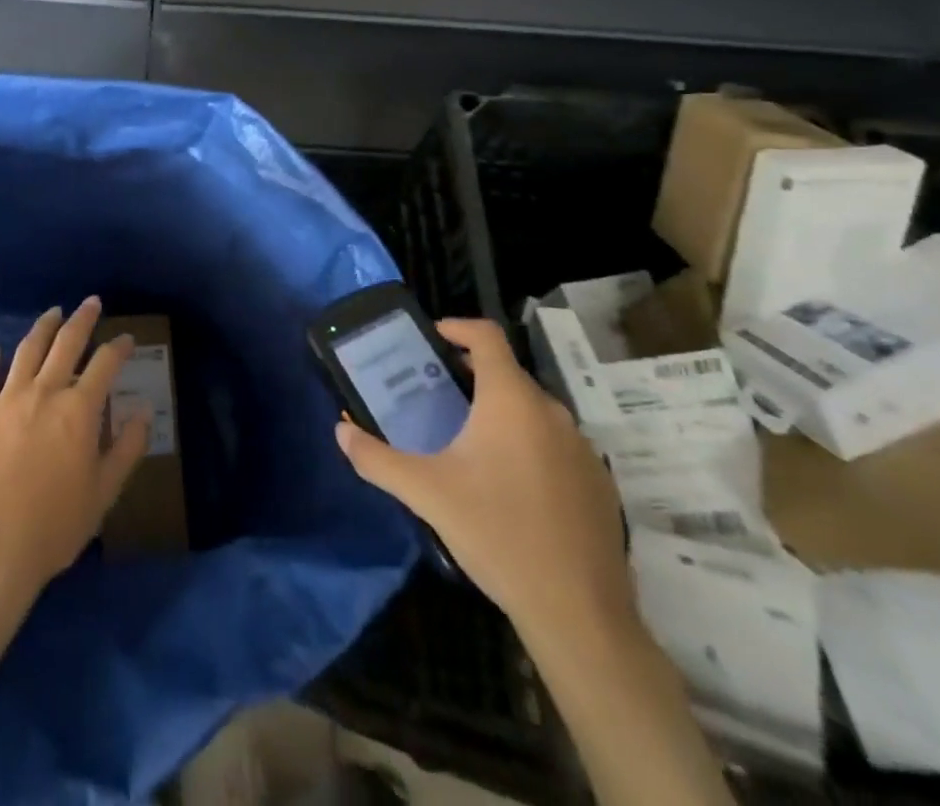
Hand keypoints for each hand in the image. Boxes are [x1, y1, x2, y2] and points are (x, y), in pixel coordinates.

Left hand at [0, 297, 150, 600]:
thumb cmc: (55, 526)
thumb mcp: (104, 492)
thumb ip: (127, 448)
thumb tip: (143, 412)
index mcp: (79, 410)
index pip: (104, 364)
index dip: (119, 348)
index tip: (127, 339)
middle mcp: (44, 393)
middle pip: (65, 344)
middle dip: (82, 320)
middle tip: (91, 302)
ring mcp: (6, 402)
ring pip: (26, 352)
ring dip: (42, 328)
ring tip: (53, 313)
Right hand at [335, 319, 635, 645]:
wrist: (578, 613)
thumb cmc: (497, 534)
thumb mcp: (426, 493)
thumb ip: (377, 458)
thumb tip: (340, 432)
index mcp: (511, 400)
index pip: (487, 336)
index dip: (458, 327)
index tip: (432, 338)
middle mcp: (552, 411)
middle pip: (507, 374)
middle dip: (471, 377)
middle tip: (436, 396)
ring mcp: (582, 448)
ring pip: (533, 411)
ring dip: (500, 412)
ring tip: (467, 440)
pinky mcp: (599, 483)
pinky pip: (556, 445)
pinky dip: (529, 445)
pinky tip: (509, 485)